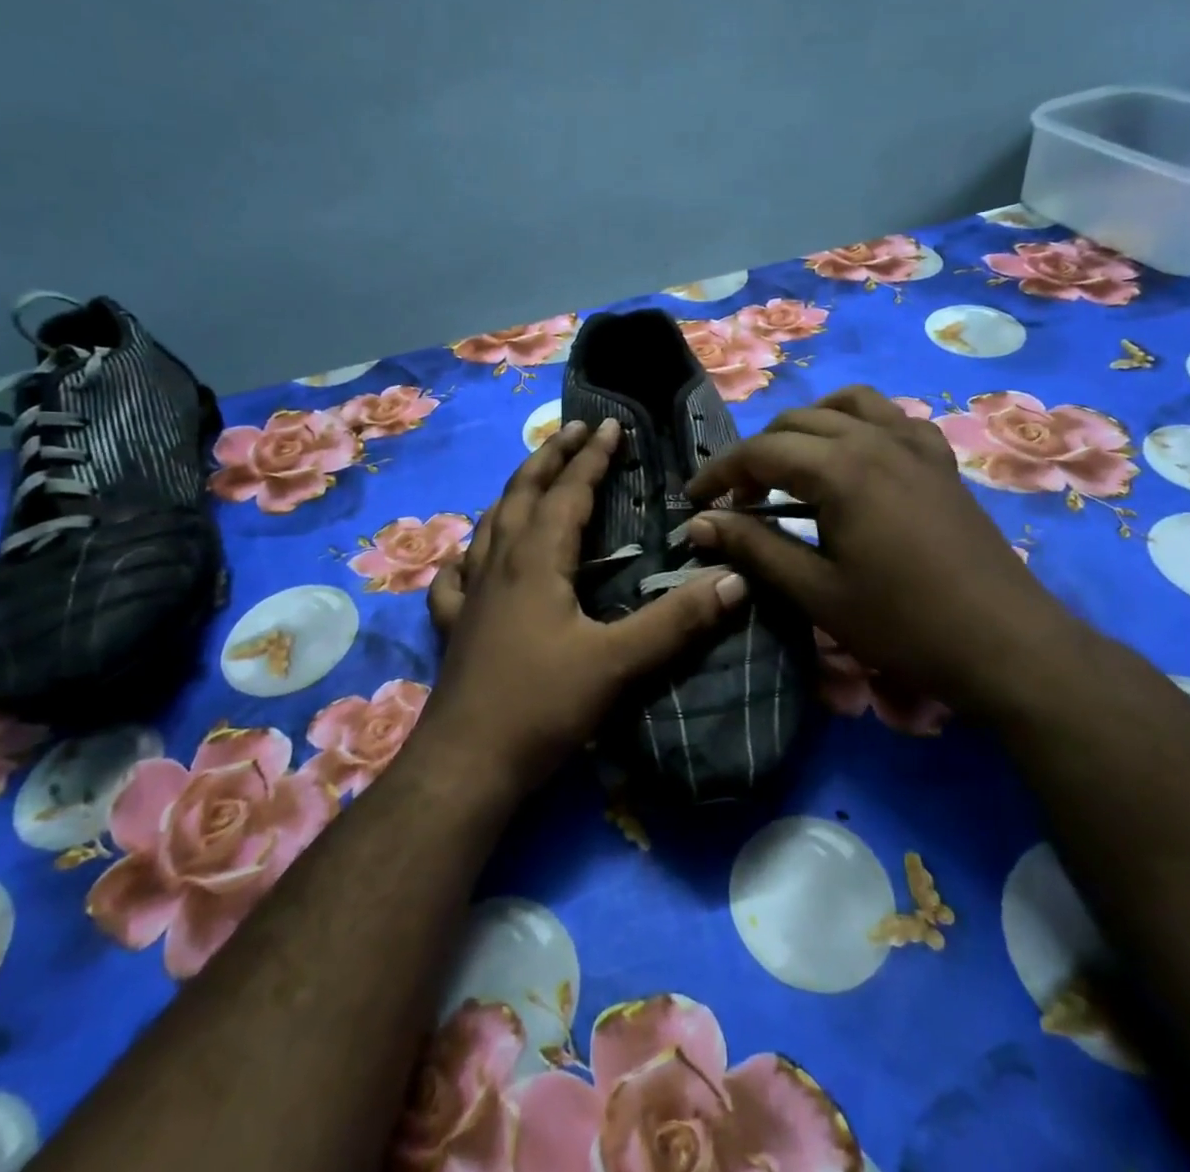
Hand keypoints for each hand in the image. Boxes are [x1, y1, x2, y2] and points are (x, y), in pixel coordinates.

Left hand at [421, 418, 746, 798]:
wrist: (466, 764)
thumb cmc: (542, 706)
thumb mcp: (618, 663)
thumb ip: (677, 621)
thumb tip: (735, 579)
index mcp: (536, 561)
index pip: (568, 492)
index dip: (592, 456)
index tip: (612, 425)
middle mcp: (498, 564)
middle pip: (522, 493)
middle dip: (550, 456)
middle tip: (573, 429)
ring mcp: (470, 594)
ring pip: (489, 524)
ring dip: (514, 492)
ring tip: (532, 477)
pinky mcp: (454, 625)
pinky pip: (456, 574)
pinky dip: (468, 552)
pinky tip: (470, 557)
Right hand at [685, 386, 1085, 714]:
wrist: (1005, 644)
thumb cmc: (903, 624)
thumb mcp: (816, 592)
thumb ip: (754, 548)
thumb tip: (699, 523)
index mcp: (840, 469)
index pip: (760, 451)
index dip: (719, 473)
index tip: (694, 500)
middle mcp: (875, 439)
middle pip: (796, 422)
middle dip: (756, 454)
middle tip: (738, 501)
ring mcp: (914, 444)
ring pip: (845, 404)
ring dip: (806, 426)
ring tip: (790, 466)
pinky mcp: (940, 460)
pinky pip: (892, 418)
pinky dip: (860, 424)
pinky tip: (856, 458)